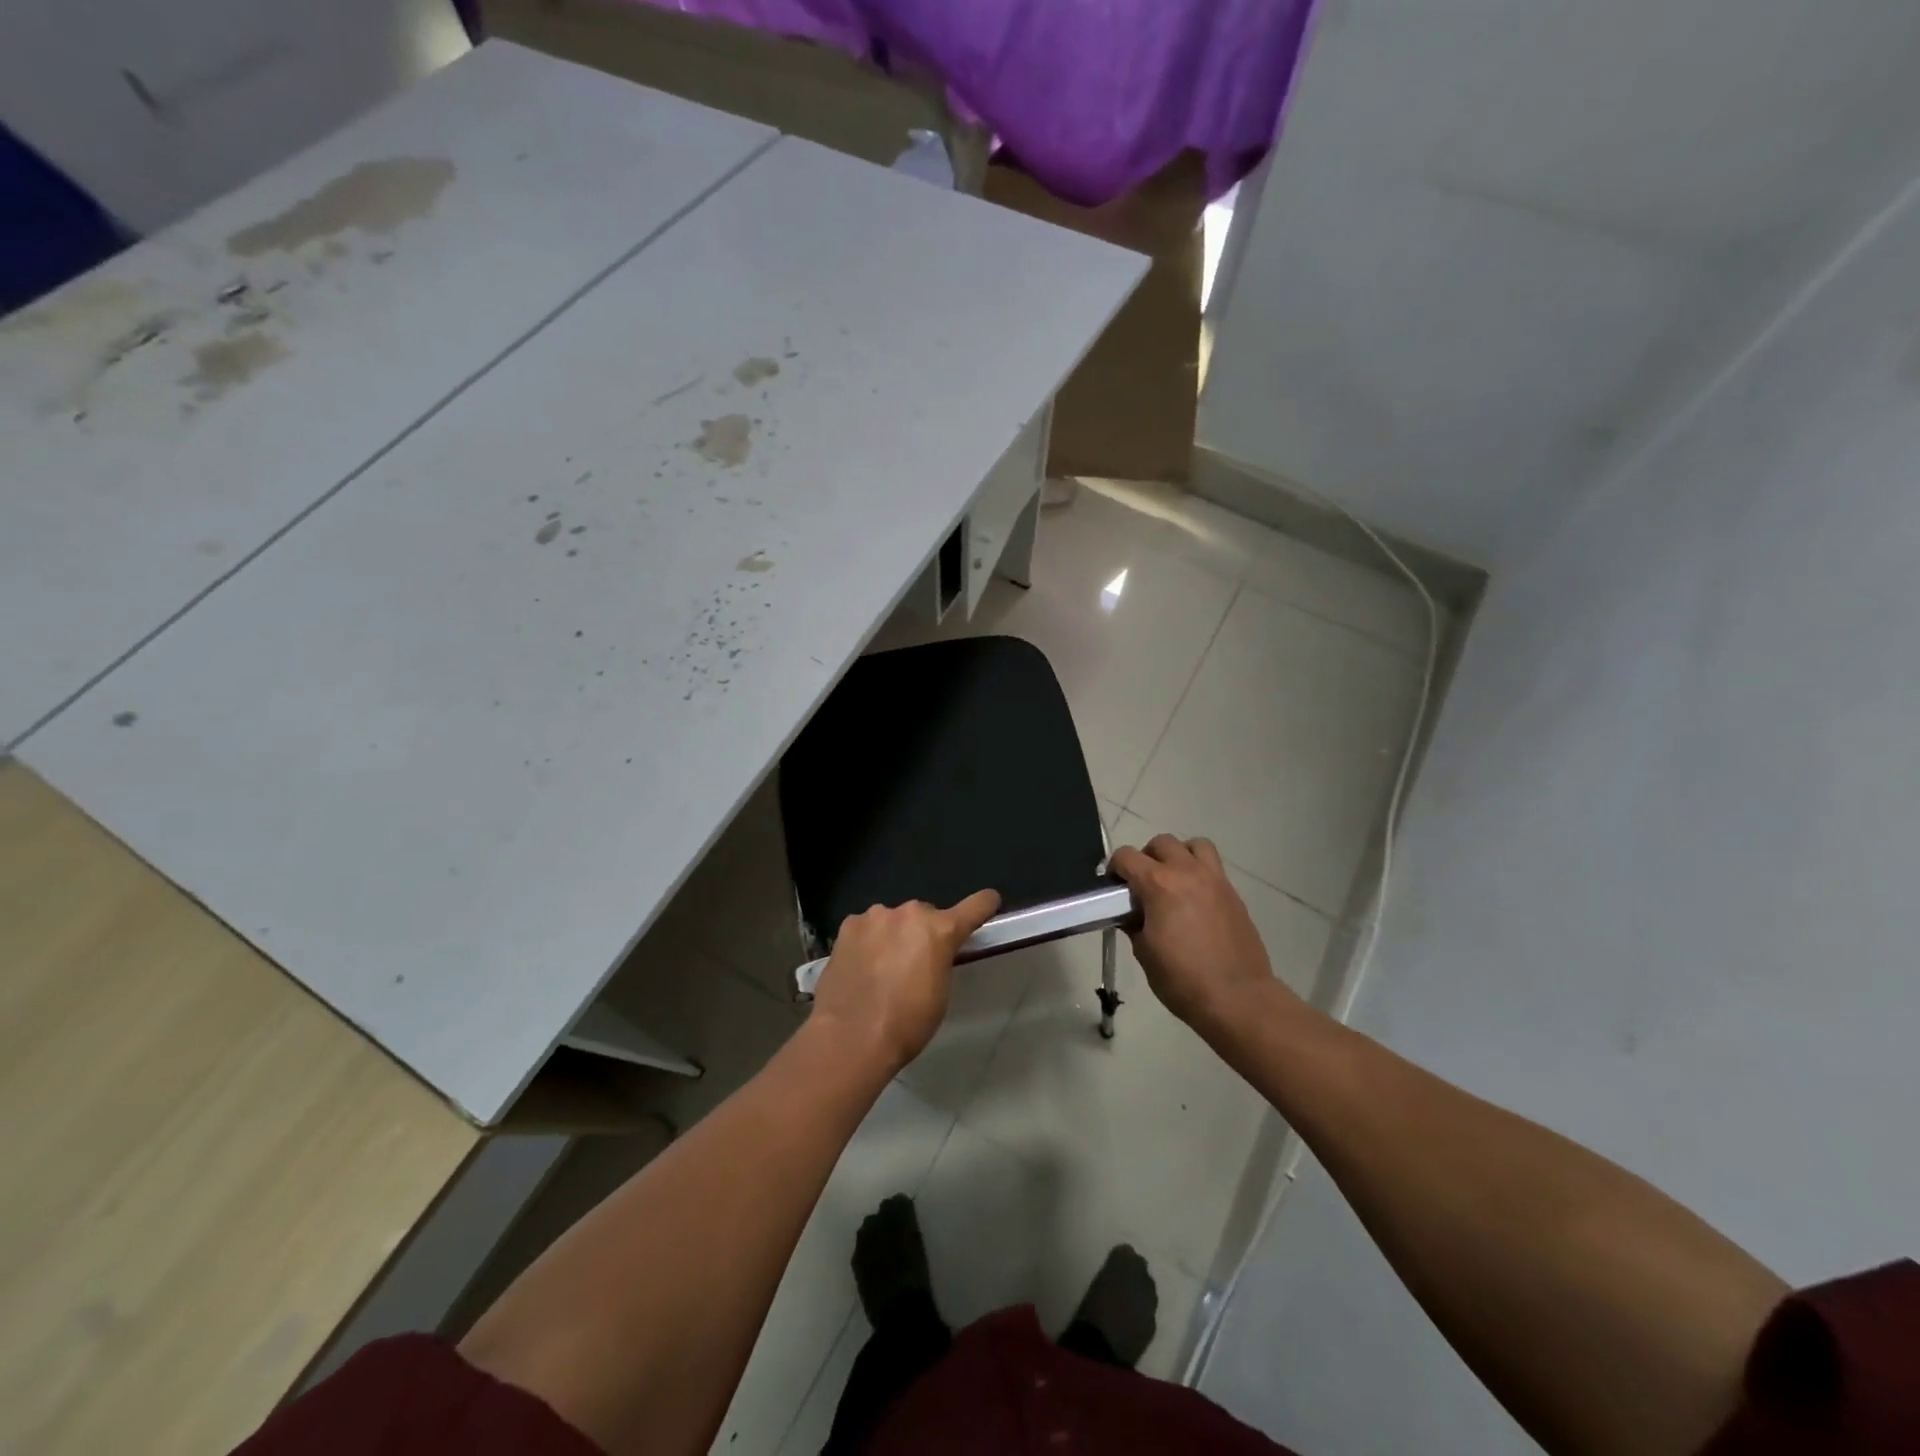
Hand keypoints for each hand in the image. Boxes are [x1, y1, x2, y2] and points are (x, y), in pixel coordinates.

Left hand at [809, 890, 1000, 1072]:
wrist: (851, 1037)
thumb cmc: (906, 1024)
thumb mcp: (939, 993)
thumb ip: (940, 960)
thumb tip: (932, 953)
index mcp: (940, 930)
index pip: (974, 907)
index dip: (984, 905)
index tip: (989, 902)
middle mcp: (909, 914)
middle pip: (925, 915)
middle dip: (923, 932)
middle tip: (914, 963)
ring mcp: (875, 916)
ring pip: (893, 920)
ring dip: (894, 935)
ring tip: (882, 969)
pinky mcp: (849, 926)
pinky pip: (867, 928)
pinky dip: (868, 942)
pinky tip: (860, 967)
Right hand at [1110, 835, 1293, 1033]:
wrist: (1237, 998)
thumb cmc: (1182, 979)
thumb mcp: (1144, 953)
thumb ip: (1134, 923)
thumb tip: (1132, 913)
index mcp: (1158, 884)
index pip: (1126, 856)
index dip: (1114, 868)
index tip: (1114, 888)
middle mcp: (1186, 872)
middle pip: (1161, 842)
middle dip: (1146, 857)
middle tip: (1143, 884)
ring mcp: (1214, 880)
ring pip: (1194, 845)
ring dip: (1179, 855)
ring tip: (1173, 881)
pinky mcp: (1233, 893)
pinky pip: (1213, 867)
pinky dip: (1199, 872)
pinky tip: (1195, 901)